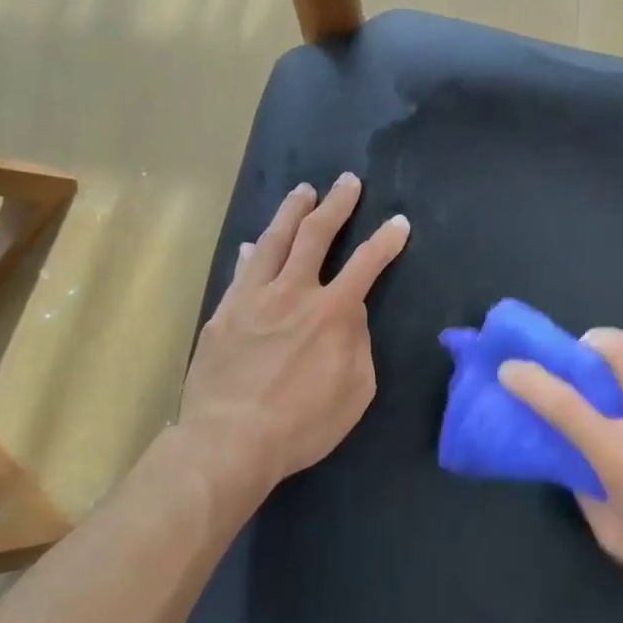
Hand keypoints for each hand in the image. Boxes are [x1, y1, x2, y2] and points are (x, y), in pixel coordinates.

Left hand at [177, 174, 408, 488]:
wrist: (230, 440)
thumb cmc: (303, 422)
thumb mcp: (356, 390)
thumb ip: (358, 344)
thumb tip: (349, 317)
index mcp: (333, 311)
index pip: (367, 263)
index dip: (386, 240)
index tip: (398, 223)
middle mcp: (294, 292)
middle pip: (316, 235)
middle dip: (337, 205)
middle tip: (347, 182)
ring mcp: (253, 298)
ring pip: (274, 241)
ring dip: (292, 212)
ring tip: (303, 191)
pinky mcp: (224, 313)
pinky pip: (241, 272)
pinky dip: (252, 253)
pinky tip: (253, 244)